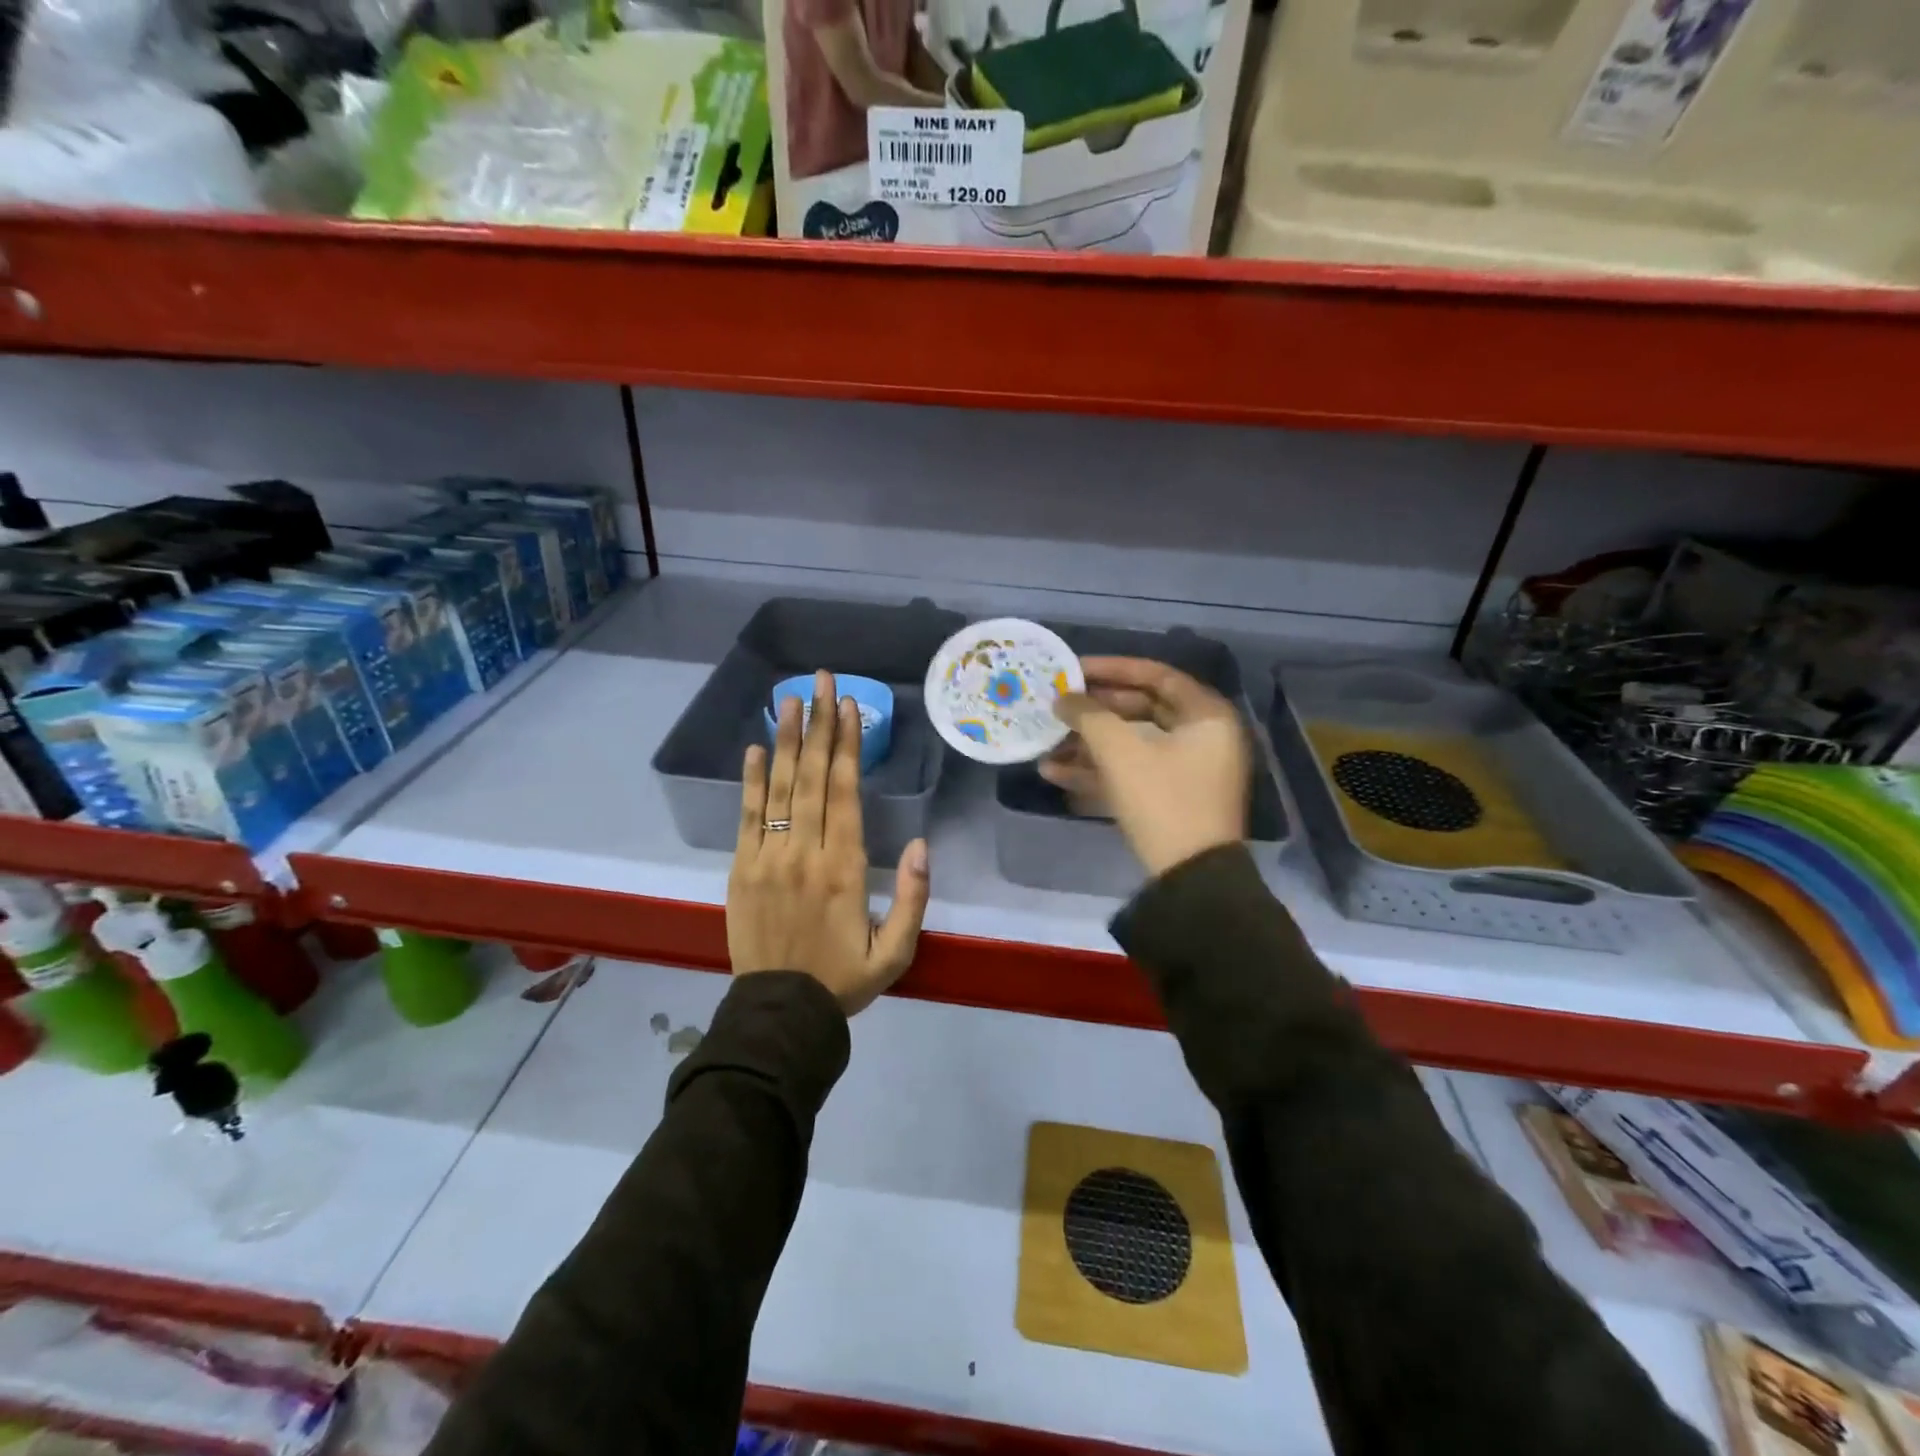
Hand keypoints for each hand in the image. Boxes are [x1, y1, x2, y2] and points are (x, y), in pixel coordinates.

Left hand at [728, 670, 930, 1014]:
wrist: (779, 1015)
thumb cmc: (843, 980)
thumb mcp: (895, 952)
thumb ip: (912, 899)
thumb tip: (920, 845)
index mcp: (844, 869)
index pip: (845, 792)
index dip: (847, 746)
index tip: (848, 706)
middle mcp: (804, 853)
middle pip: (812, 778)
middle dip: (818, 725)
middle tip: (821, 681)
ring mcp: (767, 859)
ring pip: (778, 788)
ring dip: (786, 741)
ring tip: (790, 700)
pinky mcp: (740, 870)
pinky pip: (746, 817)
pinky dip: (751, 781)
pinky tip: (756, 748)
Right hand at [1044, 657, 1249, 878]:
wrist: (1191, 878)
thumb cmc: (1162, 800)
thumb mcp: (1120, 752)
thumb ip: (1088, 716)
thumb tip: (1063, 698)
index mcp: (1206, 716)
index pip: (1156, 675)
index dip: (1113, 668)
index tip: (1074, 669)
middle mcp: (1202, 737)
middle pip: (1141, 709)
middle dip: (1095, 710)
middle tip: (1059, 705)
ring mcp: (1187, 771)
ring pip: (1132, 744)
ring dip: (1088, 743)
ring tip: (1047, 742)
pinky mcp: (1170, 799)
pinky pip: (1132, 772)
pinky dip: (1097, 771)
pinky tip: (1054, 773)